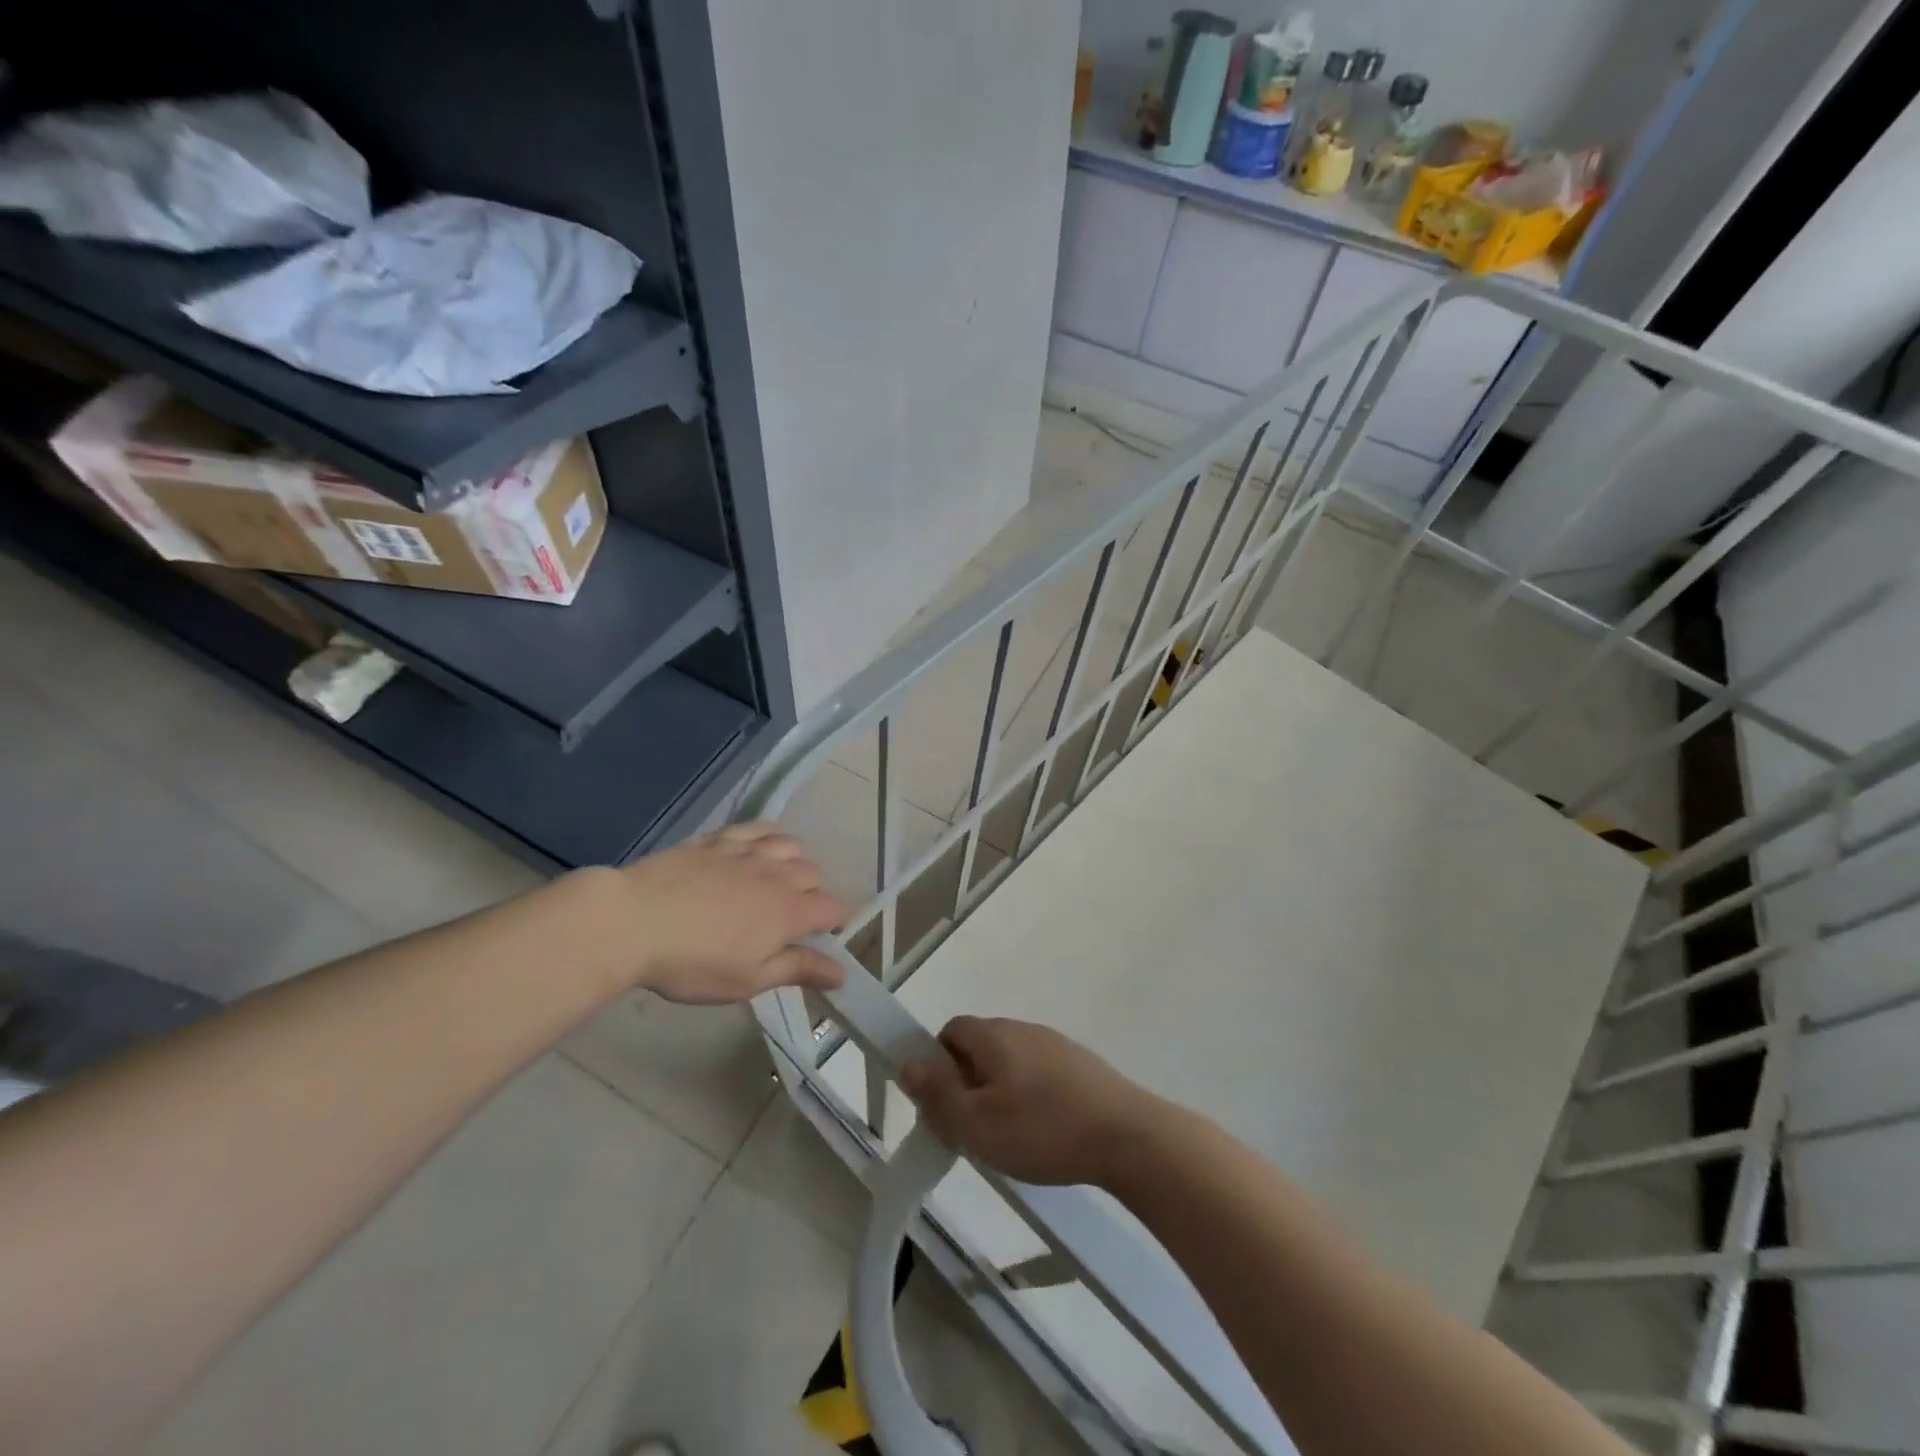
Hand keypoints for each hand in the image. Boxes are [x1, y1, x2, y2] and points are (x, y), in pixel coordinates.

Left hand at [613, 823, 849, 1003]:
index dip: (836, 923)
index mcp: (790, 912)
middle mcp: (777, 874)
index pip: (835, 909)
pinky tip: (759, 846)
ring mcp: (747, 852)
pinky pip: (756, 828)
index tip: (822, 938)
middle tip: (789, 918)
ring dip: (793, 862)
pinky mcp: (717, 839)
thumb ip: (798, 970)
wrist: (632, 921)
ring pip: (790, 845)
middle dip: (812, 894)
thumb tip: (841, 972)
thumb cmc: (693, 962)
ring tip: (776, 880)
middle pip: (814, 874)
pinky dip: (767, 836)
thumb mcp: (748, 979)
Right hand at [901, 1017, 1165, 1187]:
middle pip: (980, 1046)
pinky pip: (1040, 1073)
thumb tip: (909, 1064)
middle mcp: (1023, 1029)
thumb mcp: (977, 1124)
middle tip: (972, 1127)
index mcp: (994, 1036)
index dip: (938, 1065)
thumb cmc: (1042, 1130)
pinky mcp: (1081, 1065)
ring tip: (1009, 1136)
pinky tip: (1044, 1132)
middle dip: (968, 1081)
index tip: (944, 1105)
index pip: (950, 1032)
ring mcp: (1056, 1044)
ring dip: (1000, 1090)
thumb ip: (939, 1094)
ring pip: (1011, 1061)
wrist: (1127, 1137)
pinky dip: (1031, 1096)